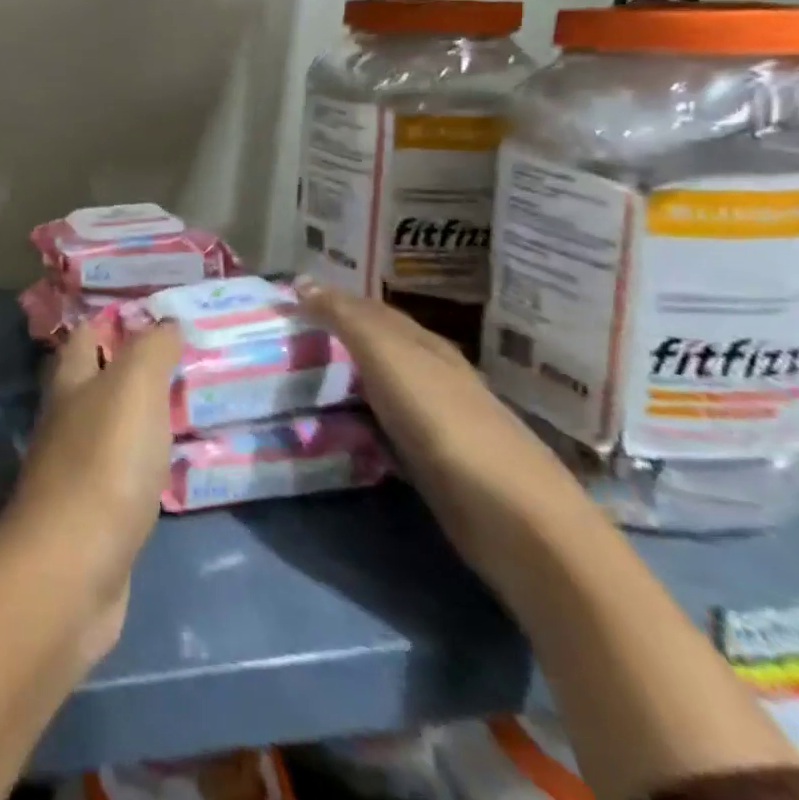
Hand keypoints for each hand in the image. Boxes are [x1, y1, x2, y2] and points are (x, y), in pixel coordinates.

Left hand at [0, 318, 183, 665]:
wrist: (74, 568)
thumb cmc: (105, 463)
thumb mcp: (133, 389)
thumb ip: (151, 351)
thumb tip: (166, 322)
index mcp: (70, 383)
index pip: (84, 335)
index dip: (113, 321)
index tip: (155, 314)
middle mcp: (65, 419)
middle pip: (92, 380)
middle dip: (127, 367)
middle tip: (180, 360)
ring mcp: (75, 468)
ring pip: (108, 426)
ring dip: (137, 415)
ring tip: (183, 406)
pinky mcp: (92, 514)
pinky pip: (122, 472)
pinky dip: (143, 461)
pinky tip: (169, 465)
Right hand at [290, 280, 596, 589]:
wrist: (514, 518)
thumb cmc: (444, 421)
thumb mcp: (388, 356)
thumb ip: (345, 318)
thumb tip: (301, 281)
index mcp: (424, 343)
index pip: (370, 309)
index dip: (331, 300)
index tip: (287, 301)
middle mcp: (432, 374)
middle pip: (375, 347)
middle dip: (334, 339)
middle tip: (284, 339)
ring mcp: (435, 421)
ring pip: (377, 387)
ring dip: (342, 381)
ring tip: (296, 380)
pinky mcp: (432, 464)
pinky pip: (382, 428)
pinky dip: (355, 420)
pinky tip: (334, 428)